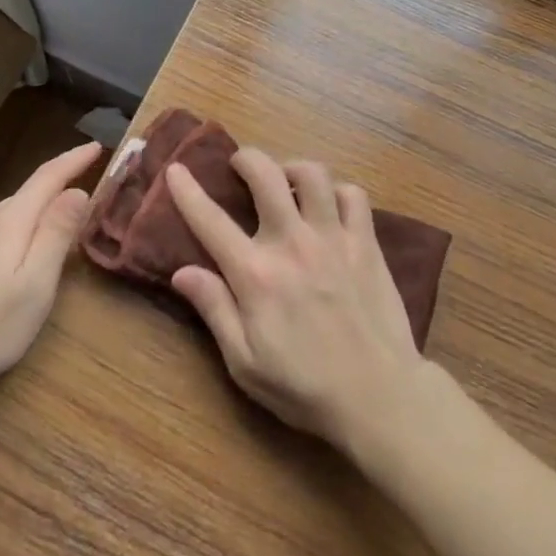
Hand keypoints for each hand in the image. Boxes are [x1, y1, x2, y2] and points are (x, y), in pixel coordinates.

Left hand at [0, 141, 101, 401]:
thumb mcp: (36, 285)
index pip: (48, 176)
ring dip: (29, 222)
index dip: (73, 160)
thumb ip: (57, 233)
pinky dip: (5, 237)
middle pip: (27, 197)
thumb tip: (76, 192)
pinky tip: (1, 267)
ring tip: (42, 252)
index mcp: (9, 221)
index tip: (96, 147)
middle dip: (54, 199)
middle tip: (79, 220)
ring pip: (6, 216)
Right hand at [167, 149, 425, 449]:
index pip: (211, 221)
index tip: (176, 169)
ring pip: (313, 174)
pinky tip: (328, 205)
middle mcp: (292, 244)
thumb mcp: (245, 362)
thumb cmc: (305, 387)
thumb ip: (214, 310)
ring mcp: (333, 238)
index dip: (188, 191)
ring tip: (286, 180)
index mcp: (257, 275)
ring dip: (293, 168)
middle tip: (240, 165)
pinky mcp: (366, 243)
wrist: (380, 397)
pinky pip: (353, 195)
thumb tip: (181, 271)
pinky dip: (337, 191)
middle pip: (266, 175)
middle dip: (247, 159)